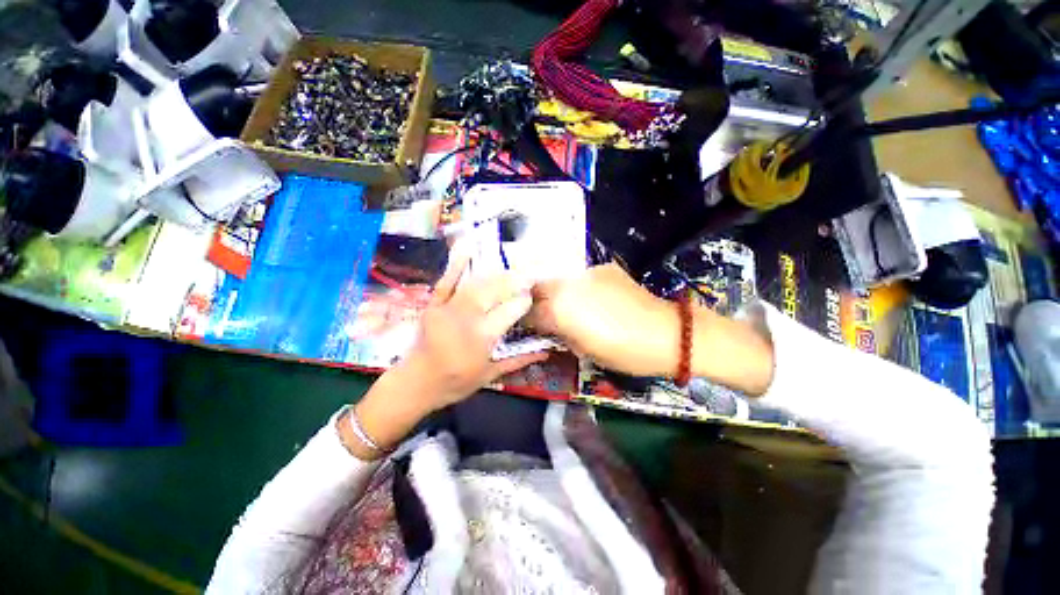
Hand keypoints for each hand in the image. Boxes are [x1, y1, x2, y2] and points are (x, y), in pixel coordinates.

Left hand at [400, 245, 548, 409]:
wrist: (415, 384)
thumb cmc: (455, 382)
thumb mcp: (490, 375)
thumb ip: (518, 360)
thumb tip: (545, 351)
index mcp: (482, 337)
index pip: (510, 311)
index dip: (523, 301)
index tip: (531, 297)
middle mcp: (466, 318)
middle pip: (494, 292)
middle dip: (513, 282)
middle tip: (527, 277)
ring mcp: (447, 308)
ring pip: (476, 285)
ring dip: (495, 275)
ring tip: (510, 269)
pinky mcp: (433, 305)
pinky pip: (446, 282)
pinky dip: (456, 265)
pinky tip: (467, 248)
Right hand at [528, 263, 678, 376]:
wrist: (666, 333)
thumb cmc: (623, 352)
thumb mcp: (583, 351)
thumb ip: (559, 334)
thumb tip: (550, 327)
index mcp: (558, 309)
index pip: (529, 313)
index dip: (529, 323)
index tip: (535, 329)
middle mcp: (566, 284)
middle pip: (538, 289)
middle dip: (538, 302)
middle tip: (549, 315)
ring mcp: (585, 273)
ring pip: (559, 280)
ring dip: (559, 293)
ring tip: (572, 306)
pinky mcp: (603, 268)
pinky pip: (581, 277)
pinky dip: (581, 287)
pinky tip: (596, 298)